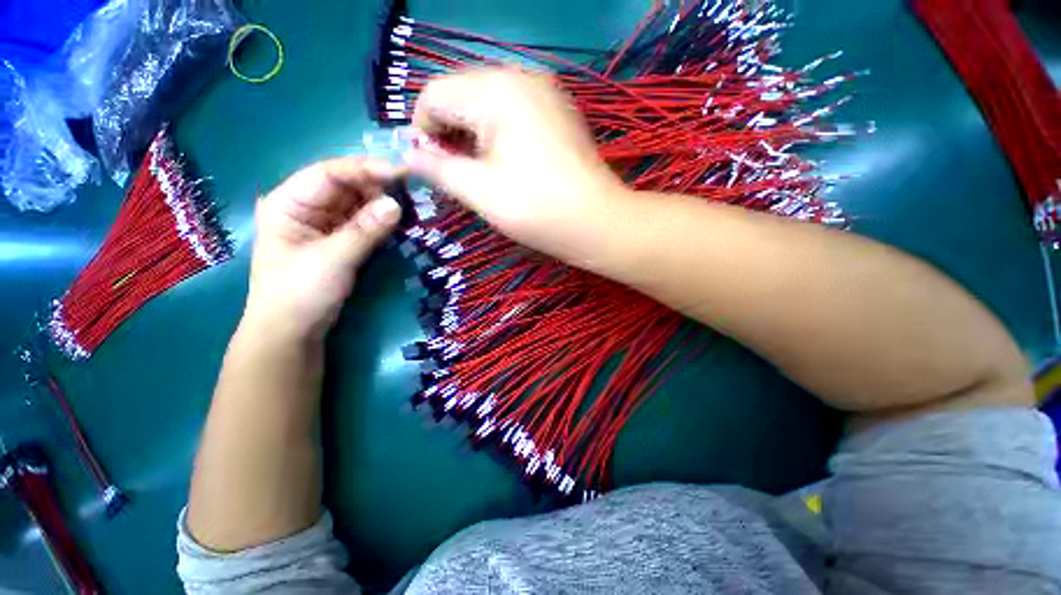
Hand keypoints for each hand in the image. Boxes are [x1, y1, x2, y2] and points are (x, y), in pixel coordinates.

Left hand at [244, 158, 401, 340]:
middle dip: (377, 186)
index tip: (400, 172)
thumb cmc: (300, 293)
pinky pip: (364, 222)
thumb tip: (397, 204)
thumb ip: (365, 230)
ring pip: (358, 203)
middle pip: (346, 185)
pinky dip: (382, 220)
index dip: (364, 169)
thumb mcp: (333, 259)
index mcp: (290, 202)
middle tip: (412, 190)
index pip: (329, 173)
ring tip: (412, 203)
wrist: (294, 331)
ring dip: (383, 203)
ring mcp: (326, 223)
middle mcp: (307, 207)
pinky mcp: (341, 239)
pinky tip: (401, 219)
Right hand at [408, 68, 626, 259]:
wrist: (596, 222)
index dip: (421, 131)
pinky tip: (505, 164)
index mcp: (496, 89)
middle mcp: (520, 76)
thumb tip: (408, 155)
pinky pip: (513, 113)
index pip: (435, 94)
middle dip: (449, 134)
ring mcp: (544, 93)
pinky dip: (498, 135)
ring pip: (487, 105)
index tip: (428, 167)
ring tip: (479, 173)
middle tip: (454, 175)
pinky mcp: (557, 113)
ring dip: (473, 136)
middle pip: (462, 96)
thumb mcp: (478, 191)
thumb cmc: (536, 208)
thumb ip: (437, 167)